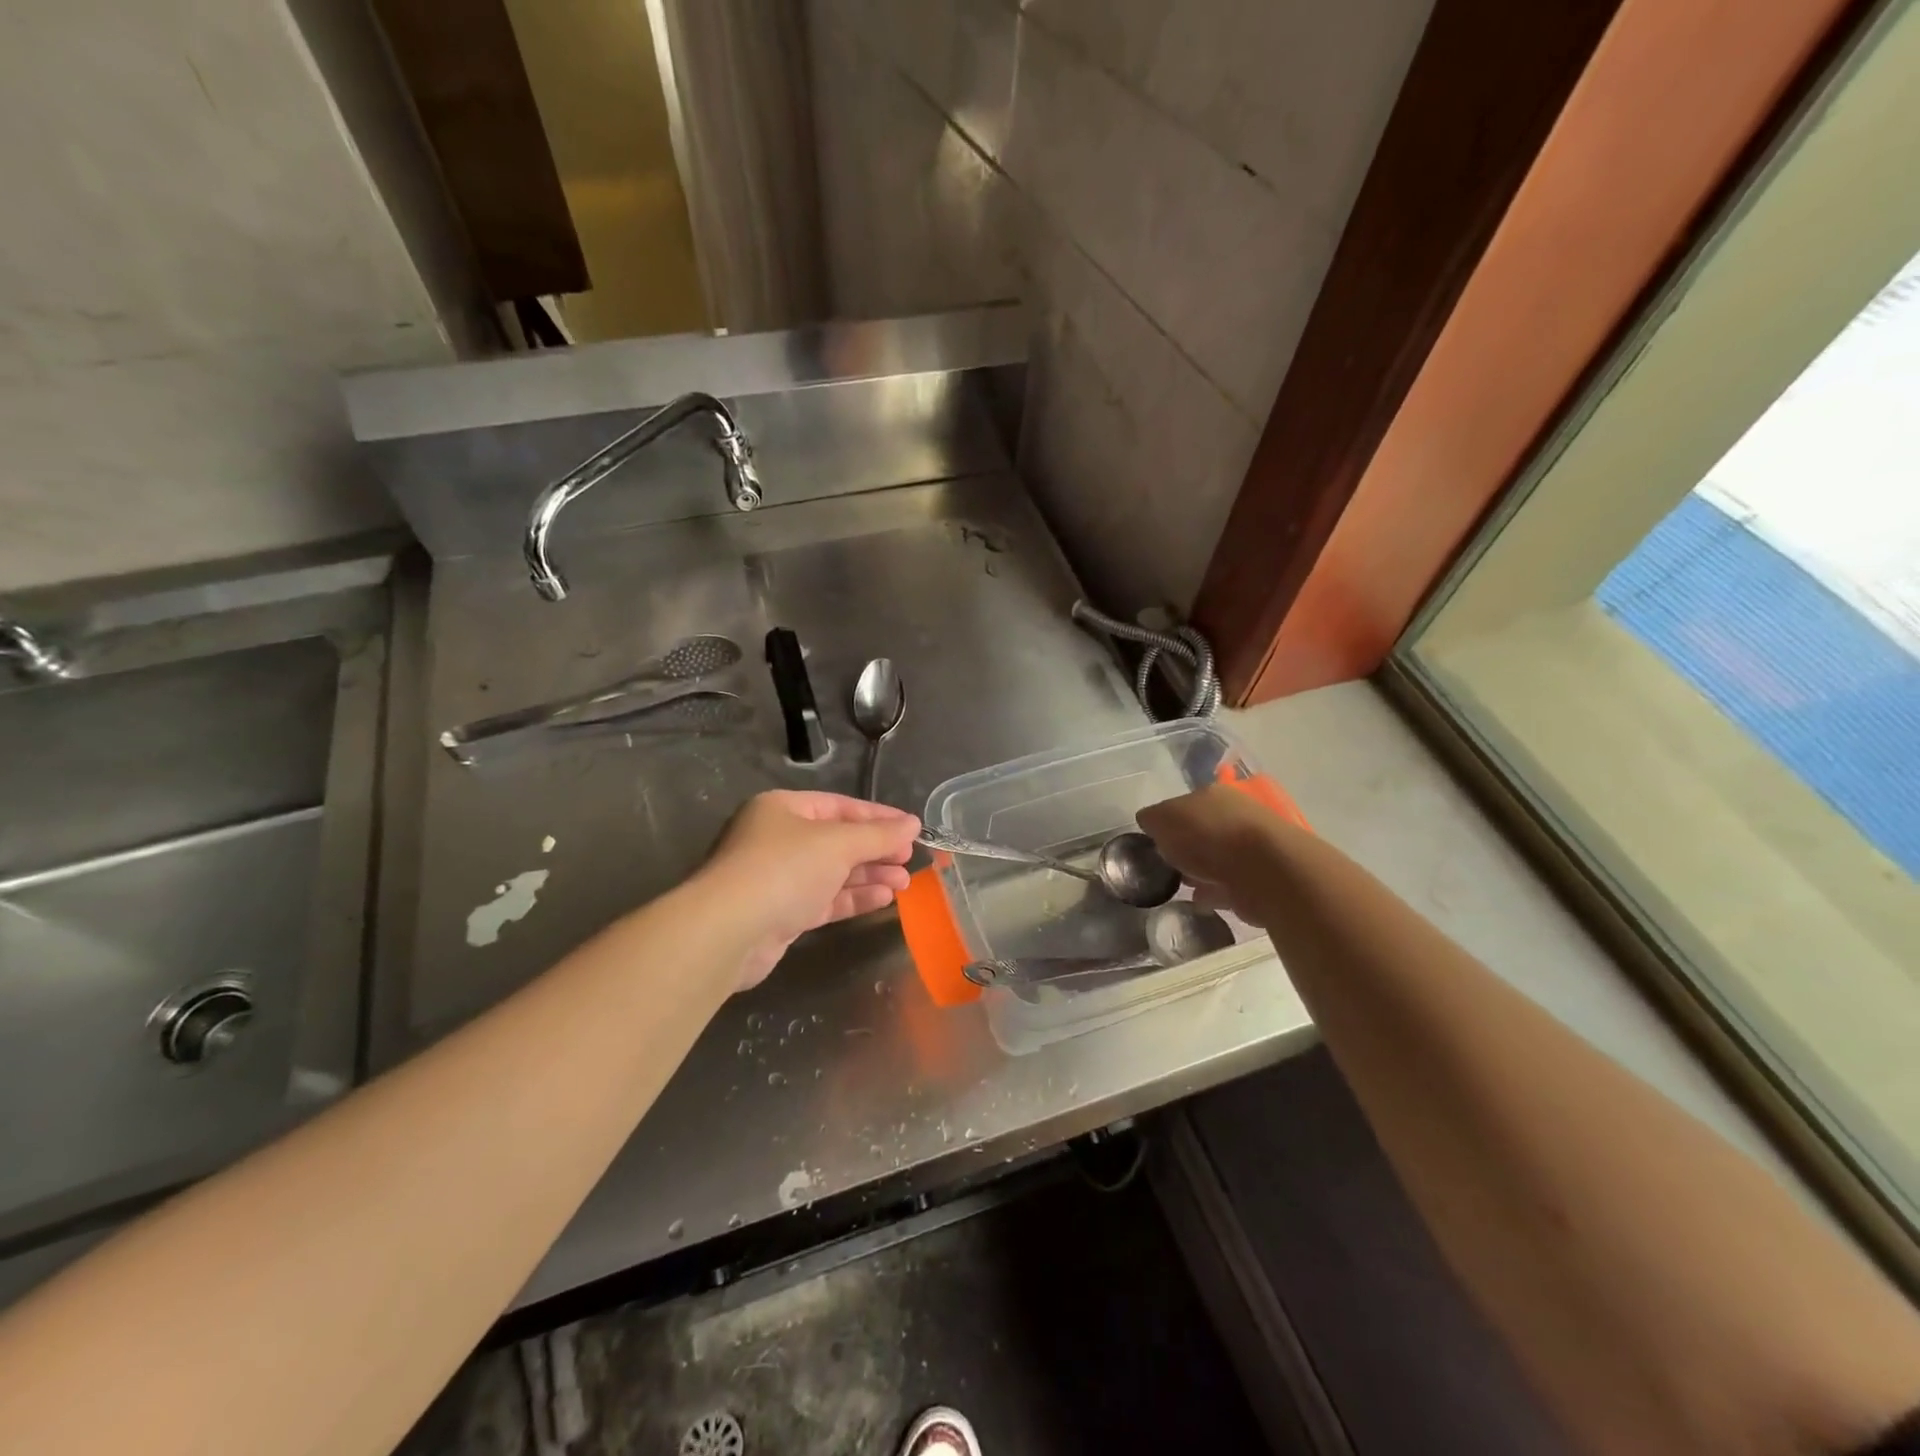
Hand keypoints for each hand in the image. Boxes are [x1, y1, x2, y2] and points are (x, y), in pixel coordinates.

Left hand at [695, 790, 920, 990]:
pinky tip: (883, 899)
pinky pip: (824, 899)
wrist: (729, 931)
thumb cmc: (784, 869)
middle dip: (875, 851)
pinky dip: (853, 897)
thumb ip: (879, 835)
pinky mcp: (781, 914)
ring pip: (832, 872)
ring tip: (904, 883)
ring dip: (869, 876)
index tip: (911, 829)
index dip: (878, 817)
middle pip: (837, 840)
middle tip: (909, 860)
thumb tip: (913, 824)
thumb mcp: (838, 844)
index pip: (839, 806)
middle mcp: (778, 839)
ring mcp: (777, 878)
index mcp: (783, 809)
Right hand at [1137, 784, 1283, 927]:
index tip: (1155, 842)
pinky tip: (1201, 901)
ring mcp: (1252, 846)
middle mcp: (1237, 813)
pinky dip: (1215, 891)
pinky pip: (1229, 883)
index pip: (1184, 803)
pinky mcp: (1261, 877)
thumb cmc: (1207, 835)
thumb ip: (1152, 819)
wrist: (1263, 871)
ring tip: (1183, 887)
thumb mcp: (1162, 819)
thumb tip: (1149, 822)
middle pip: (1202, 830)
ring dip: (1201, 870)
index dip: (1167, 822)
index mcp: (1213, 793)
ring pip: (1217, 857)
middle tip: (1168, 865)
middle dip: (1186, 847)